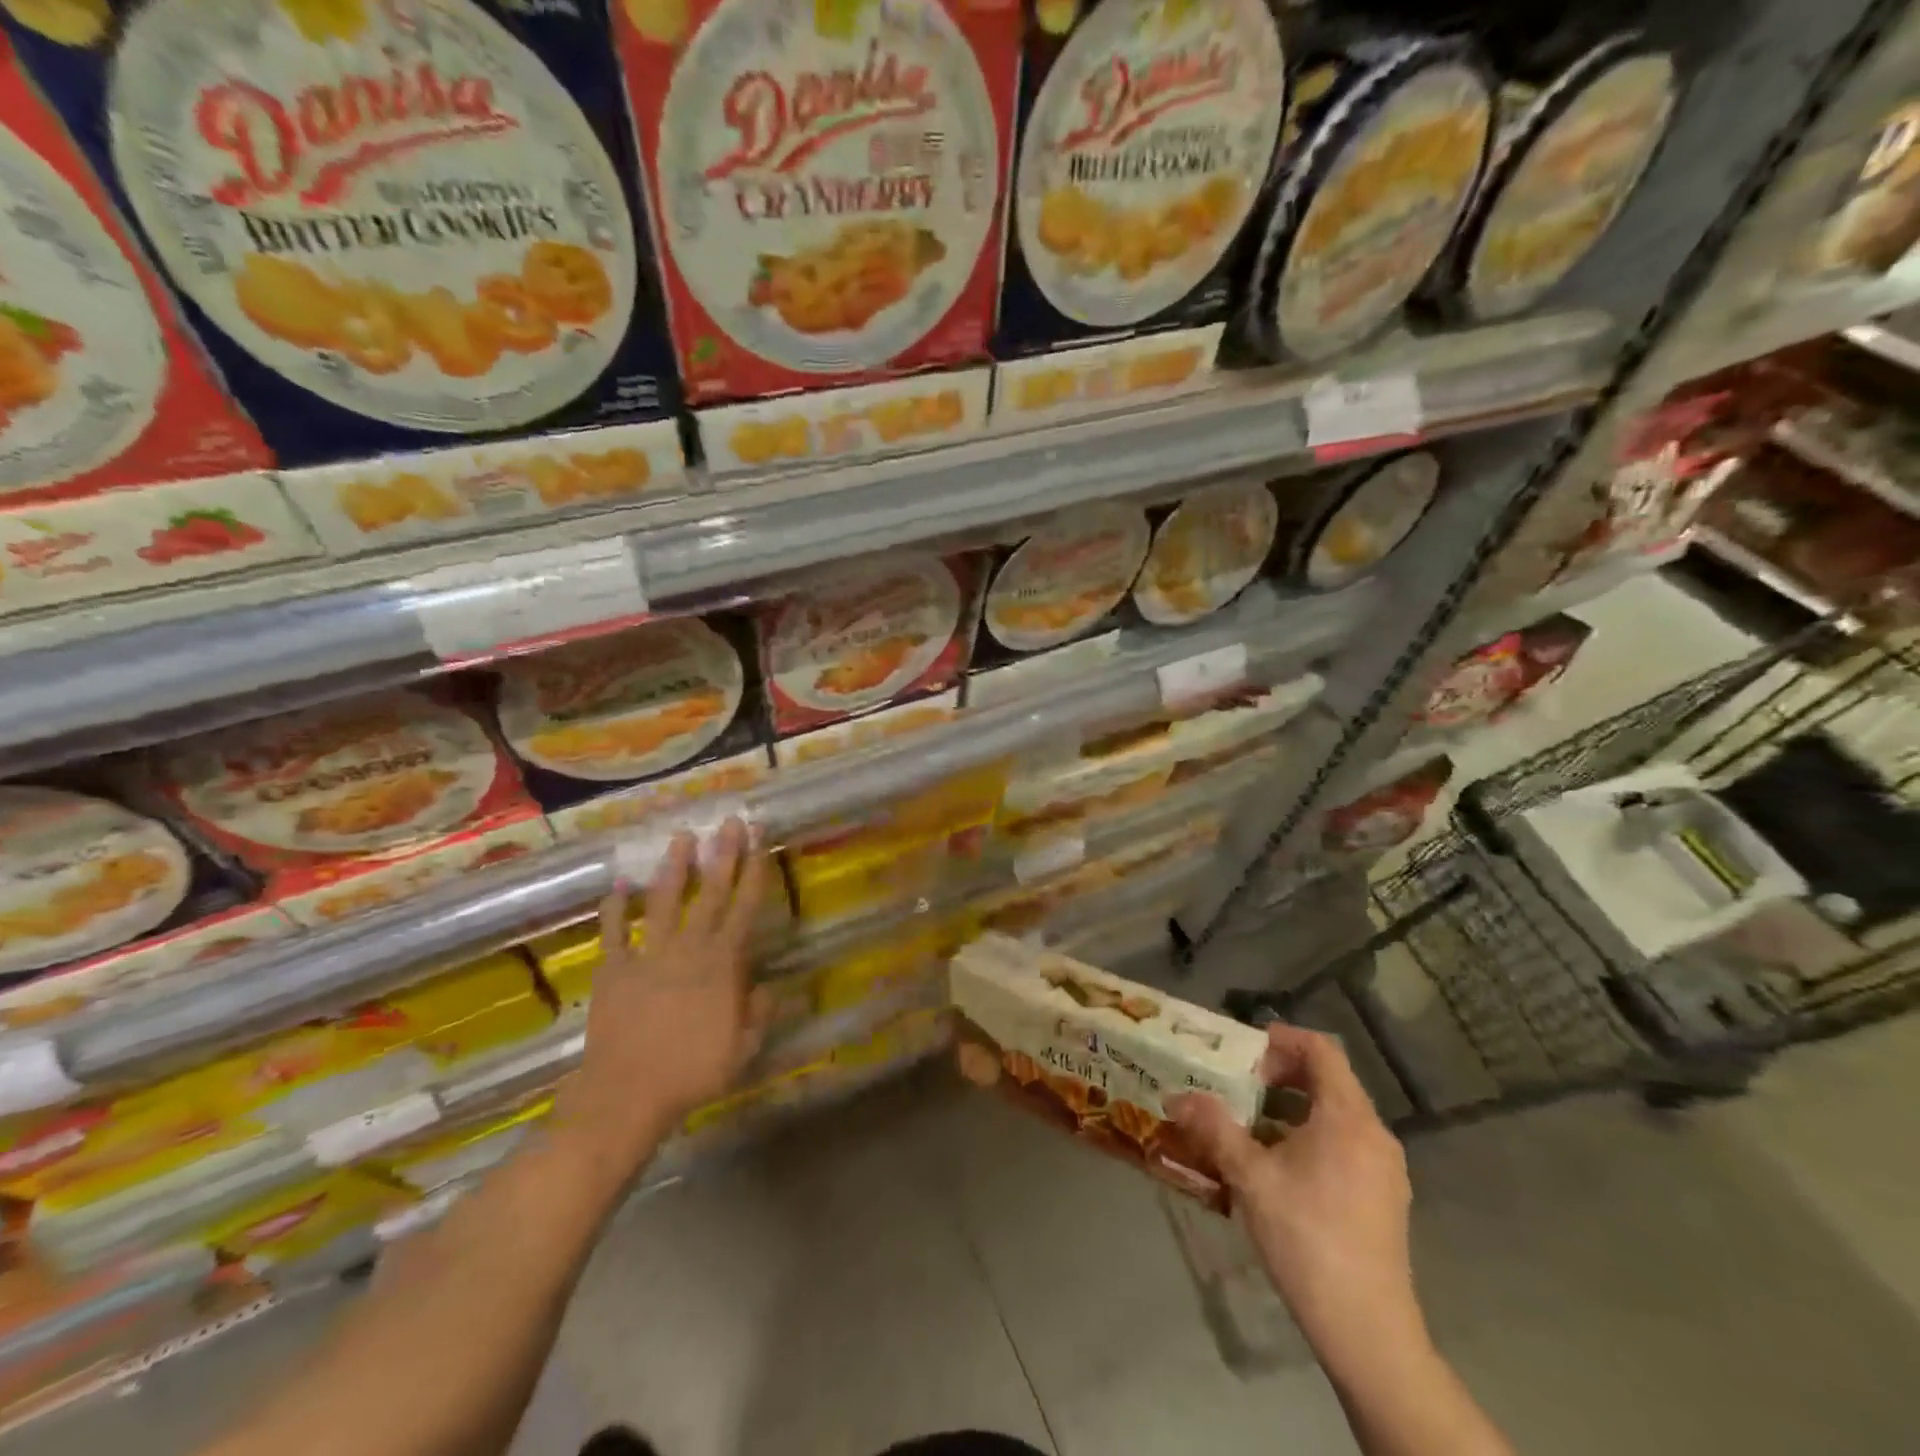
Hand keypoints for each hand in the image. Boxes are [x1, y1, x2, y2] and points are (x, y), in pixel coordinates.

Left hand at [556, 818, 771, 1174]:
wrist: (627, 1094)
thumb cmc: (693, 1073)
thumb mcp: (743, 1048)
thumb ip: (759, 1012)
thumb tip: (770, 986)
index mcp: (723, 964)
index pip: (745, 908)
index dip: (754, 872)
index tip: (759, 841)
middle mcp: (689, 949)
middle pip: (710, 894)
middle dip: (722, 855)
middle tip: (728, 822)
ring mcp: (648, 956)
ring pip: (664, 903)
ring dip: (674, 869)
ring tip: (681, 837)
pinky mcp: (614, 970)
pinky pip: (613, 933)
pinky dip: (614, 909)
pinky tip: (618, 885)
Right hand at [1169, 1023, 1422, 1367]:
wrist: (1367, 1330)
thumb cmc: (1307, 1238)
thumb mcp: (1250, 1177)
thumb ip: (1214, 1128)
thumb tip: (1178, 1096)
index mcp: (1347, 1117)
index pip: (1321, 1049)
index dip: (1281, 1040)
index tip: (1243, 1052)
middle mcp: (1374, 1133)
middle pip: (1329, 1080)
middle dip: (1281, 1075)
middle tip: (1239, 1085)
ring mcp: (1385, 1168)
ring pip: (1336, 1115)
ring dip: (1292, 1108)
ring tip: (1250, 1126)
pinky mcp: (1385, 1198)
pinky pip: (1345, 1144)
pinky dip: (1310, 1136)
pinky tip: (1278, 1167)